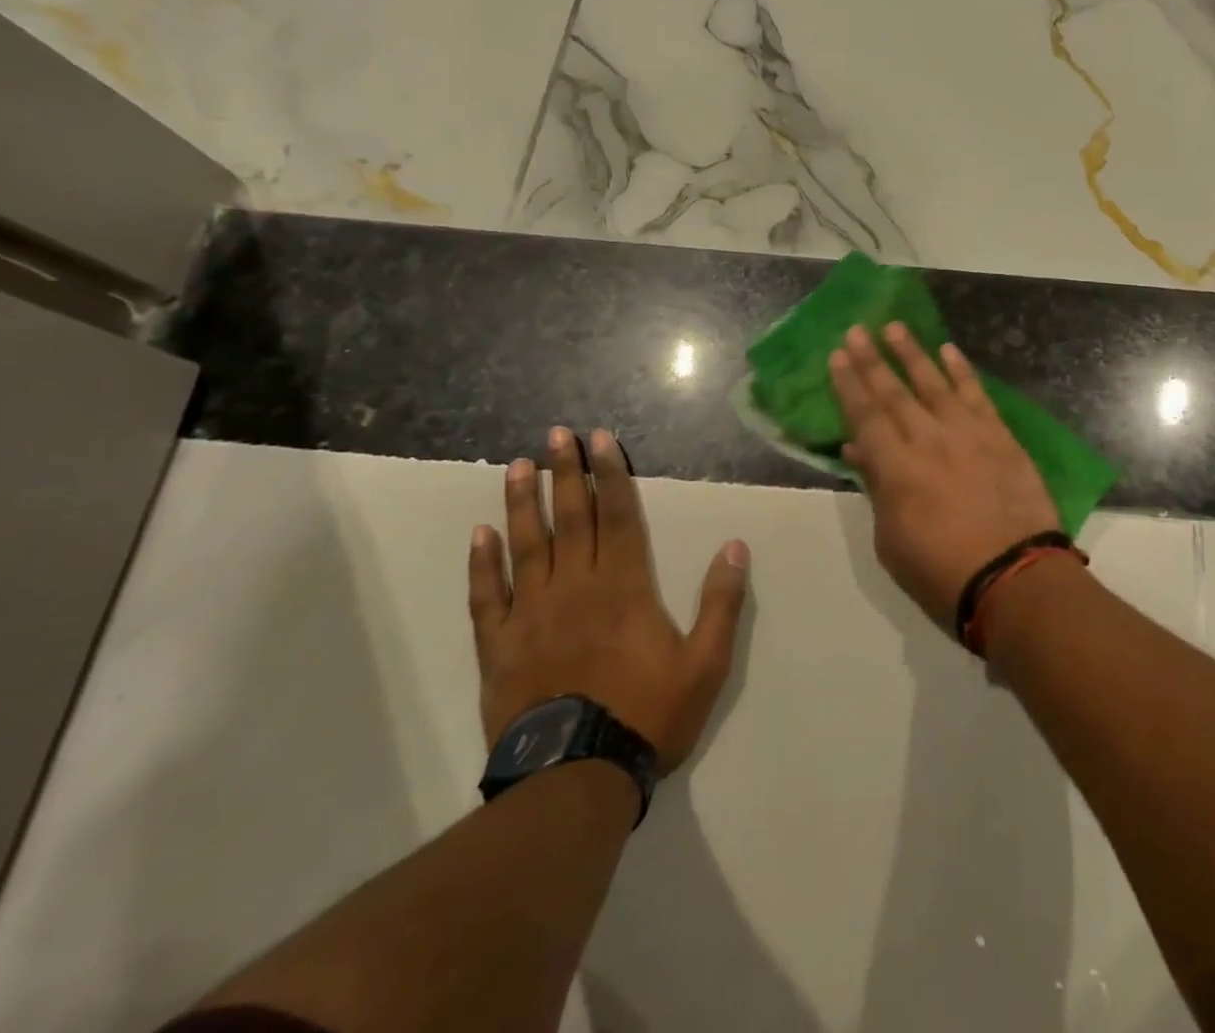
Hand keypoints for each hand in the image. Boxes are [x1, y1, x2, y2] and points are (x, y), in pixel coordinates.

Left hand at [469, 426, 750, 769]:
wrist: (575, 780)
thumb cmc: (647, 715)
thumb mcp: (706, 663)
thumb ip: (721, 602)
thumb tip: (734, 546)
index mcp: (624, 586)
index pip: (619, 515)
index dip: (611, 474)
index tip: (600, 439)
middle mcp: (575, 588)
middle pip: (571, 518)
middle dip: (566, 473)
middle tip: (556, 434)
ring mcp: (531, 616)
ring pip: (527, 546)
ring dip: (522, 503)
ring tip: (518, 466)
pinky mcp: (499, 648)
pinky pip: (486, 598)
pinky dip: (482, 564)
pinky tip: (480, 534)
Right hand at [830, 324, 1060, 628]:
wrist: (1014, 576)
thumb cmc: (941, 572)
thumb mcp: (892, 540)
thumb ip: (877, 487)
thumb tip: (858, 448)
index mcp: (895, 467)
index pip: (865, 415)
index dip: (849, 384)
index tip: (838, 355)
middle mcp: (927, 439)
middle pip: (894, 391)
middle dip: (873, 359)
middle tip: (857, 329)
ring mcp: (967, 433)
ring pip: (934, 383)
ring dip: (913, 353)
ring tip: (896, 327)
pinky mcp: (999, 436)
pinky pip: (977, 394)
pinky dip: (962, 371)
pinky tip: (949, 351)